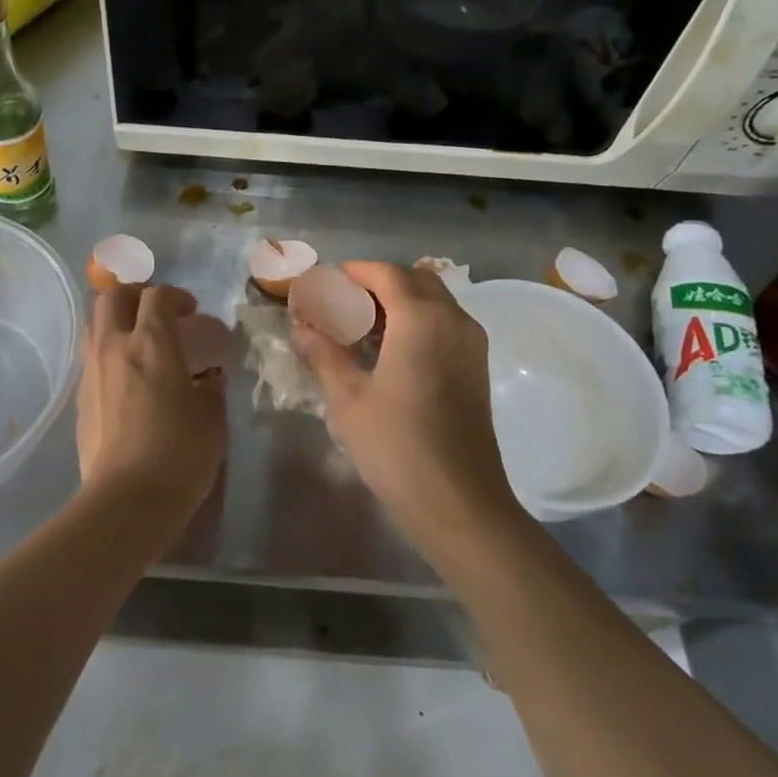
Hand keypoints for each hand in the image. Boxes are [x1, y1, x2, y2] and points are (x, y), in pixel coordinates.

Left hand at [75, 283, 227, 520]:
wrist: (126, 501)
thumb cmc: (178, 454)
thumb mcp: (212, 419)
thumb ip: (212, 388)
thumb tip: (208, 377)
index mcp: (152, 343)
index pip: (158, 297)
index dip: (176, 296)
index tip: (191, 311)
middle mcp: (115, 347)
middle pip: (113, 297)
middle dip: (135, 295)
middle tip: (156, 313)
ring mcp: (92, 373)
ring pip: (94, 325)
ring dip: (116, 322)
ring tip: (138, 341)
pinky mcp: (80, 400)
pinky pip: (92, 360)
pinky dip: (109, 354)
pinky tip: (127, 379)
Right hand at [292, 262, 518, 555]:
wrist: (460, 504)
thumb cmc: (397, 448)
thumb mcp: (348, 399)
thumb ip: (324, 354)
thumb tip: (301, 327)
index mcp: (422, 319)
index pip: (386, 273)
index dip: (354, 272)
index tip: (324, 284)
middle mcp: (453, 320)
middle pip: (414, 279)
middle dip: (377, 282)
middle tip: (342, 303)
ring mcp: (471, 344)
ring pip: (434, 300)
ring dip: (399, 301)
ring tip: (361, 327)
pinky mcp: (477, 367)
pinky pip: (445, 323)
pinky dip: (417, 320)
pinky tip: (389, 351)